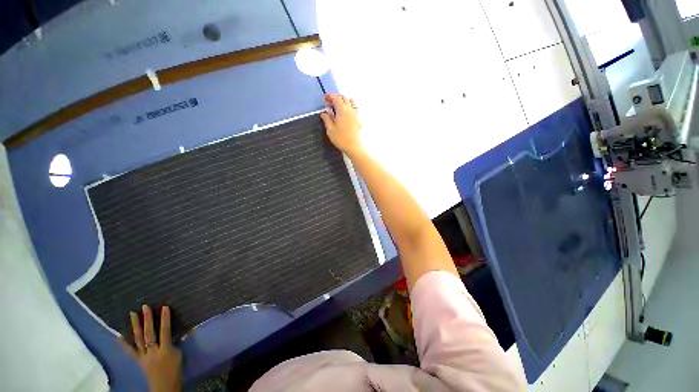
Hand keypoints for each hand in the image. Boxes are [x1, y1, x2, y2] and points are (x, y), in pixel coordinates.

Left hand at [120, 305, 181, 391]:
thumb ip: (174, 343)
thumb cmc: (175, 369)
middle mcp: (153, 351)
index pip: (165, 331)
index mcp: (165, 349)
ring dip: (135, 326)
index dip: (165, 319)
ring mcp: (144, 356)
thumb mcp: (178, 355)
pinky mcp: (139, 360)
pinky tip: (119, 336)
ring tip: (132, 314)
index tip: (164, 307)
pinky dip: (124, 343)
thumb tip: (172, 332)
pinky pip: (131, 351)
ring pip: (138, 339)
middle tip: (144, 307)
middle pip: (149, 333)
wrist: (165, 386)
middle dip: (147, 320)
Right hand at [320, 93, 363, 155]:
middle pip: (344, 97)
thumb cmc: (341, 139)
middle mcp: (350, 109)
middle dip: (336, 98)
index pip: (336, 97)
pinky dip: (350, 107)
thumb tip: (324, 113)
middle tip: (330, 104)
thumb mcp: (330, 130)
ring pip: (351, 101)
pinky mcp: (359, 119)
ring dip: (344, 101)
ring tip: (339, 108)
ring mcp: (356, 114)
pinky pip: (355, 108)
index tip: (325, 98)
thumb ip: (327, 119)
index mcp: (342, 110)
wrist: (355, 147)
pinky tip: (346, 115)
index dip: (330, 96)